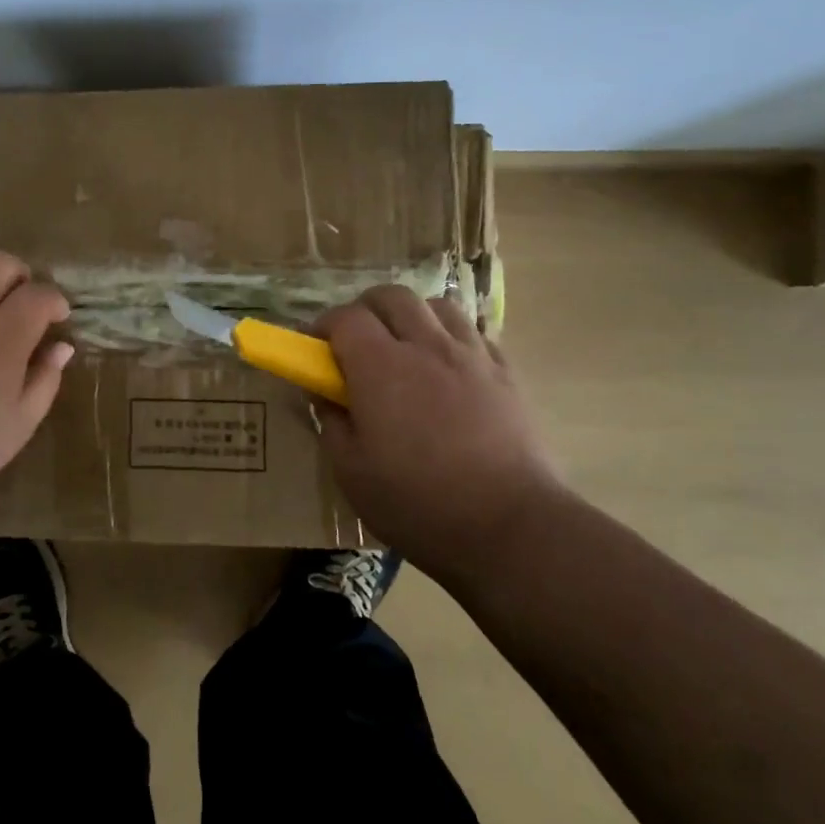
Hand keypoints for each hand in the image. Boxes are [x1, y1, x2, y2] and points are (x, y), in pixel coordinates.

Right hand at [313, 286, 562, 575]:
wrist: (511, 526)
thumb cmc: (418, 503)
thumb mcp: (351, 472)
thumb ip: (332, 423)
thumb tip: (324, 394)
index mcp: (380, 367)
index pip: (345, 318)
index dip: (323, 327)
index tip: (314, 350)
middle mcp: (425, 346)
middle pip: (390, 296)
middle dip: (365, 310)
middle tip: (356, 343)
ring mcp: (471, 356)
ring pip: (435, 305)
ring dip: (411, 317)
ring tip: (406, 349)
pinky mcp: (506, 373)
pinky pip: (472, 332)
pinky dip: (450, 337)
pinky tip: (448, 368)